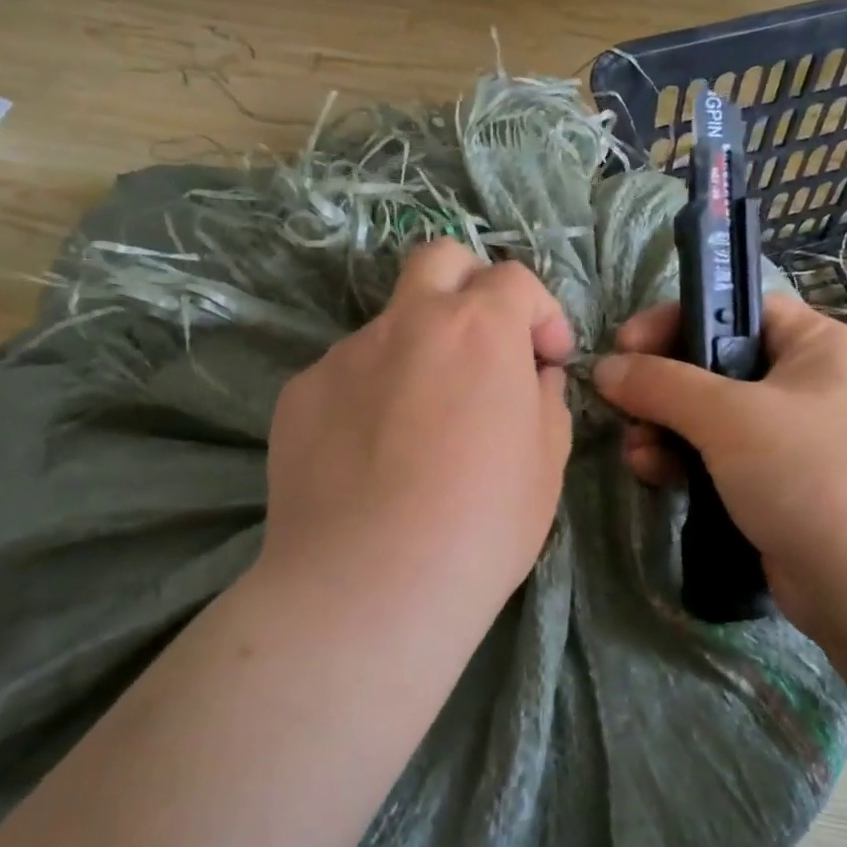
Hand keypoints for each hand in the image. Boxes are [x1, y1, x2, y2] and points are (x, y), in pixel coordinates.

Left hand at [257, 239, 574, 634]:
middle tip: (484, 344)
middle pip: (438, 260)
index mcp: (478, 329)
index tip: (546, 361)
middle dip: (471, 286)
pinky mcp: (300, 394)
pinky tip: (370, 459)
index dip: (541, 314)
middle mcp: (407, 323)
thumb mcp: (547, 464)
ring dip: (417, 354)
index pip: (514, 279)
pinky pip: (346, 377)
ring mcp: (345, 355)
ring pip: (390, 326)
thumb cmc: (482, 525)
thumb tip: (530, 376)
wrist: (371, 586)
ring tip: (419, 429)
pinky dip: (369, 396)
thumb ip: (544, 399)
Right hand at [592, 295, 846, 639]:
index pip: (738, 309)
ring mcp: (795, 441)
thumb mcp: (727, 416)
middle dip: (663, 388)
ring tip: (637, 454)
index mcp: (818, 346)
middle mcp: (809, 386)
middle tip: (623, 407)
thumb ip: (660, 384)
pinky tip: (655, 476)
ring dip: (665, 430)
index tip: (625, 345)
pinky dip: (685, 463)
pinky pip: (720, 460)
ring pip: (711, 418)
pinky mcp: (778, 488)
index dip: (678, 320)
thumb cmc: (808, 473)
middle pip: (716, 367)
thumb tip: (604, 368)